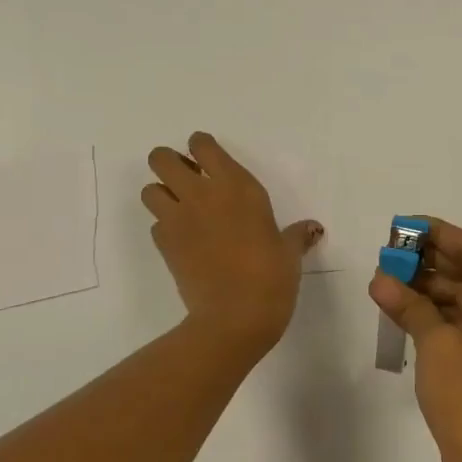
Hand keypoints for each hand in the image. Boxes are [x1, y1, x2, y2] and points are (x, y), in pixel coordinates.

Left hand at [142, 133, 322, 352]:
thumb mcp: (289, 253)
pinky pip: (155, 225)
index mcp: (236, 186)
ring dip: (160, 194)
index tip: (207, 158)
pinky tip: (182, 241)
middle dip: (168, 163)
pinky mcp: (164, 246)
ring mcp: (178, 219)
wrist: (235, 316)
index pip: (203, 145)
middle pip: (162, 158)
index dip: (200, 147)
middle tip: (185, 179)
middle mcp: (202, 194)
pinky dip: (164, 228)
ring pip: (149, 190)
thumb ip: (296, 235)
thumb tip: (312, 229)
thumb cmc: (271, 277)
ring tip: (179, 208)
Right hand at [368, 218, 461, 461]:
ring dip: (428, 290)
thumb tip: (380, 278)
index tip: (404, 224)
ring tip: (387, 280)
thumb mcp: (435, 342)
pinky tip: (402, 311)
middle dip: (429, 262)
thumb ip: (408, 303)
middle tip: (389, 253)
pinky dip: (435, 317)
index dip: (438, 233)